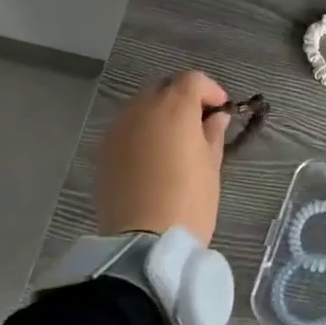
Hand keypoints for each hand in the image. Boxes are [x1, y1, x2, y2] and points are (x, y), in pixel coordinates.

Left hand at [96, 70, 229, 245]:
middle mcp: (142, 109)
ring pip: (142, 107)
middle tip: (199, 122)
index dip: (210, 90)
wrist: (144, 243)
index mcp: (174, 108)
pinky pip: (127, 129)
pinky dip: (142, 132)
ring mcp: (118, 129)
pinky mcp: (104, 151)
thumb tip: (215, 118)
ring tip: (174, 141)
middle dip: (183, 98)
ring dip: (160, 114)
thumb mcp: (211, 166)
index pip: (193, 80)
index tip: (221, 110)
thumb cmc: (189, 202)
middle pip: (164, 88)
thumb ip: (213, 134)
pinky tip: (152, 156)